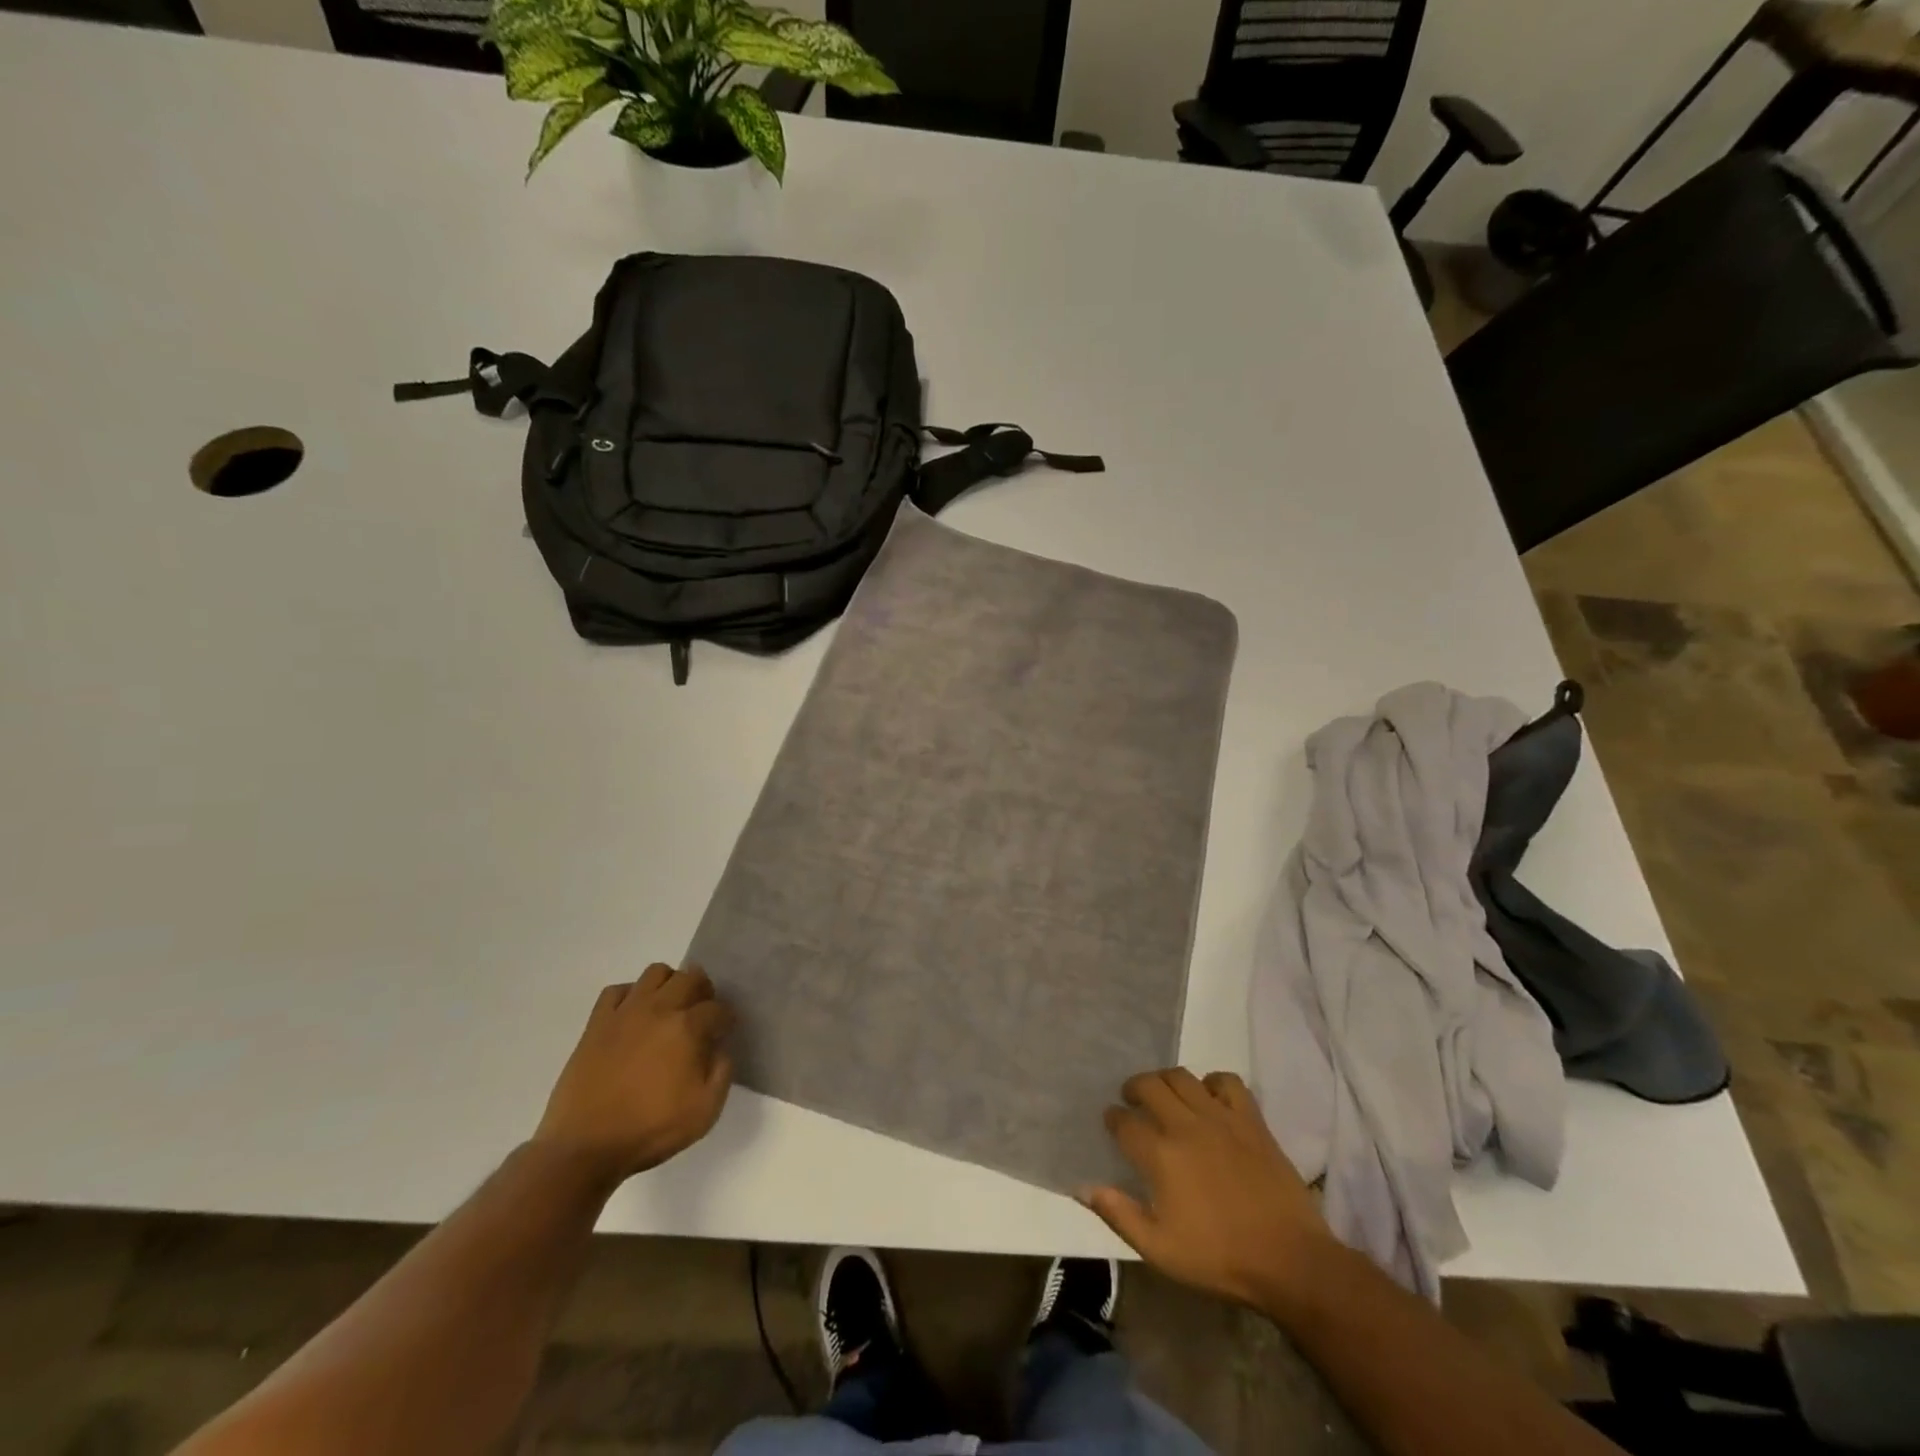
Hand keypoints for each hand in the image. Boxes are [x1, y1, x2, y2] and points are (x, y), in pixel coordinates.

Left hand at [533, 964, 733, 1188]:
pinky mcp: (597, 1022)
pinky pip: (617, 990)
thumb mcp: (705, 1111)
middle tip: (701, 1015)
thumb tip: (719, 1048)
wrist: (584, 1147)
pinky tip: (633, 1016)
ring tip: (669, 1008)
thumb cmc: (650, 1130)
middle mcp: (659, 1009)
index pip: (718, 1008)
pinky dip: (630, 995)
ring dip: (670, 984)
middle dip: (704, 991)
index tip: (724, 1032)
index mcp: (687, 1028)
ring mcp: (625, 1012)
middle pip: (691, 977)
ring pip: (656, 972)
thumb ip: (722, 1072)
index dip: (726, 1019)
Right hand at [1083, 1068, 1335, 1310]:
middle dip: (1134, 1089)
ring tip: (1164, 1095)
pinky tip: (1209, 1099)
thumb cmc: (1219, 1258)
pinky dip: (1212, 1082)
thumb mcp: (1159, 1250)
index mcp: (1160, 1155)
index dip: (1113, 1119)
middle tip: (1132, 1102)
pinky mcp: (1250, 1119)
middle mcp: (1185, 1125)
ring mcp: (1220, 1117)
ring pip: (1182, 1076)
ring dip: (1165, 1080)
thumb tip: (1082, 1186)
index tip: (1112, 1123)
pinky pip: (1227, 1081)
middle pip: (1148, 1085)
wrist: (1289, 1260)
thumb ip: (1118, 1214)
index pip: (1123, 1121)